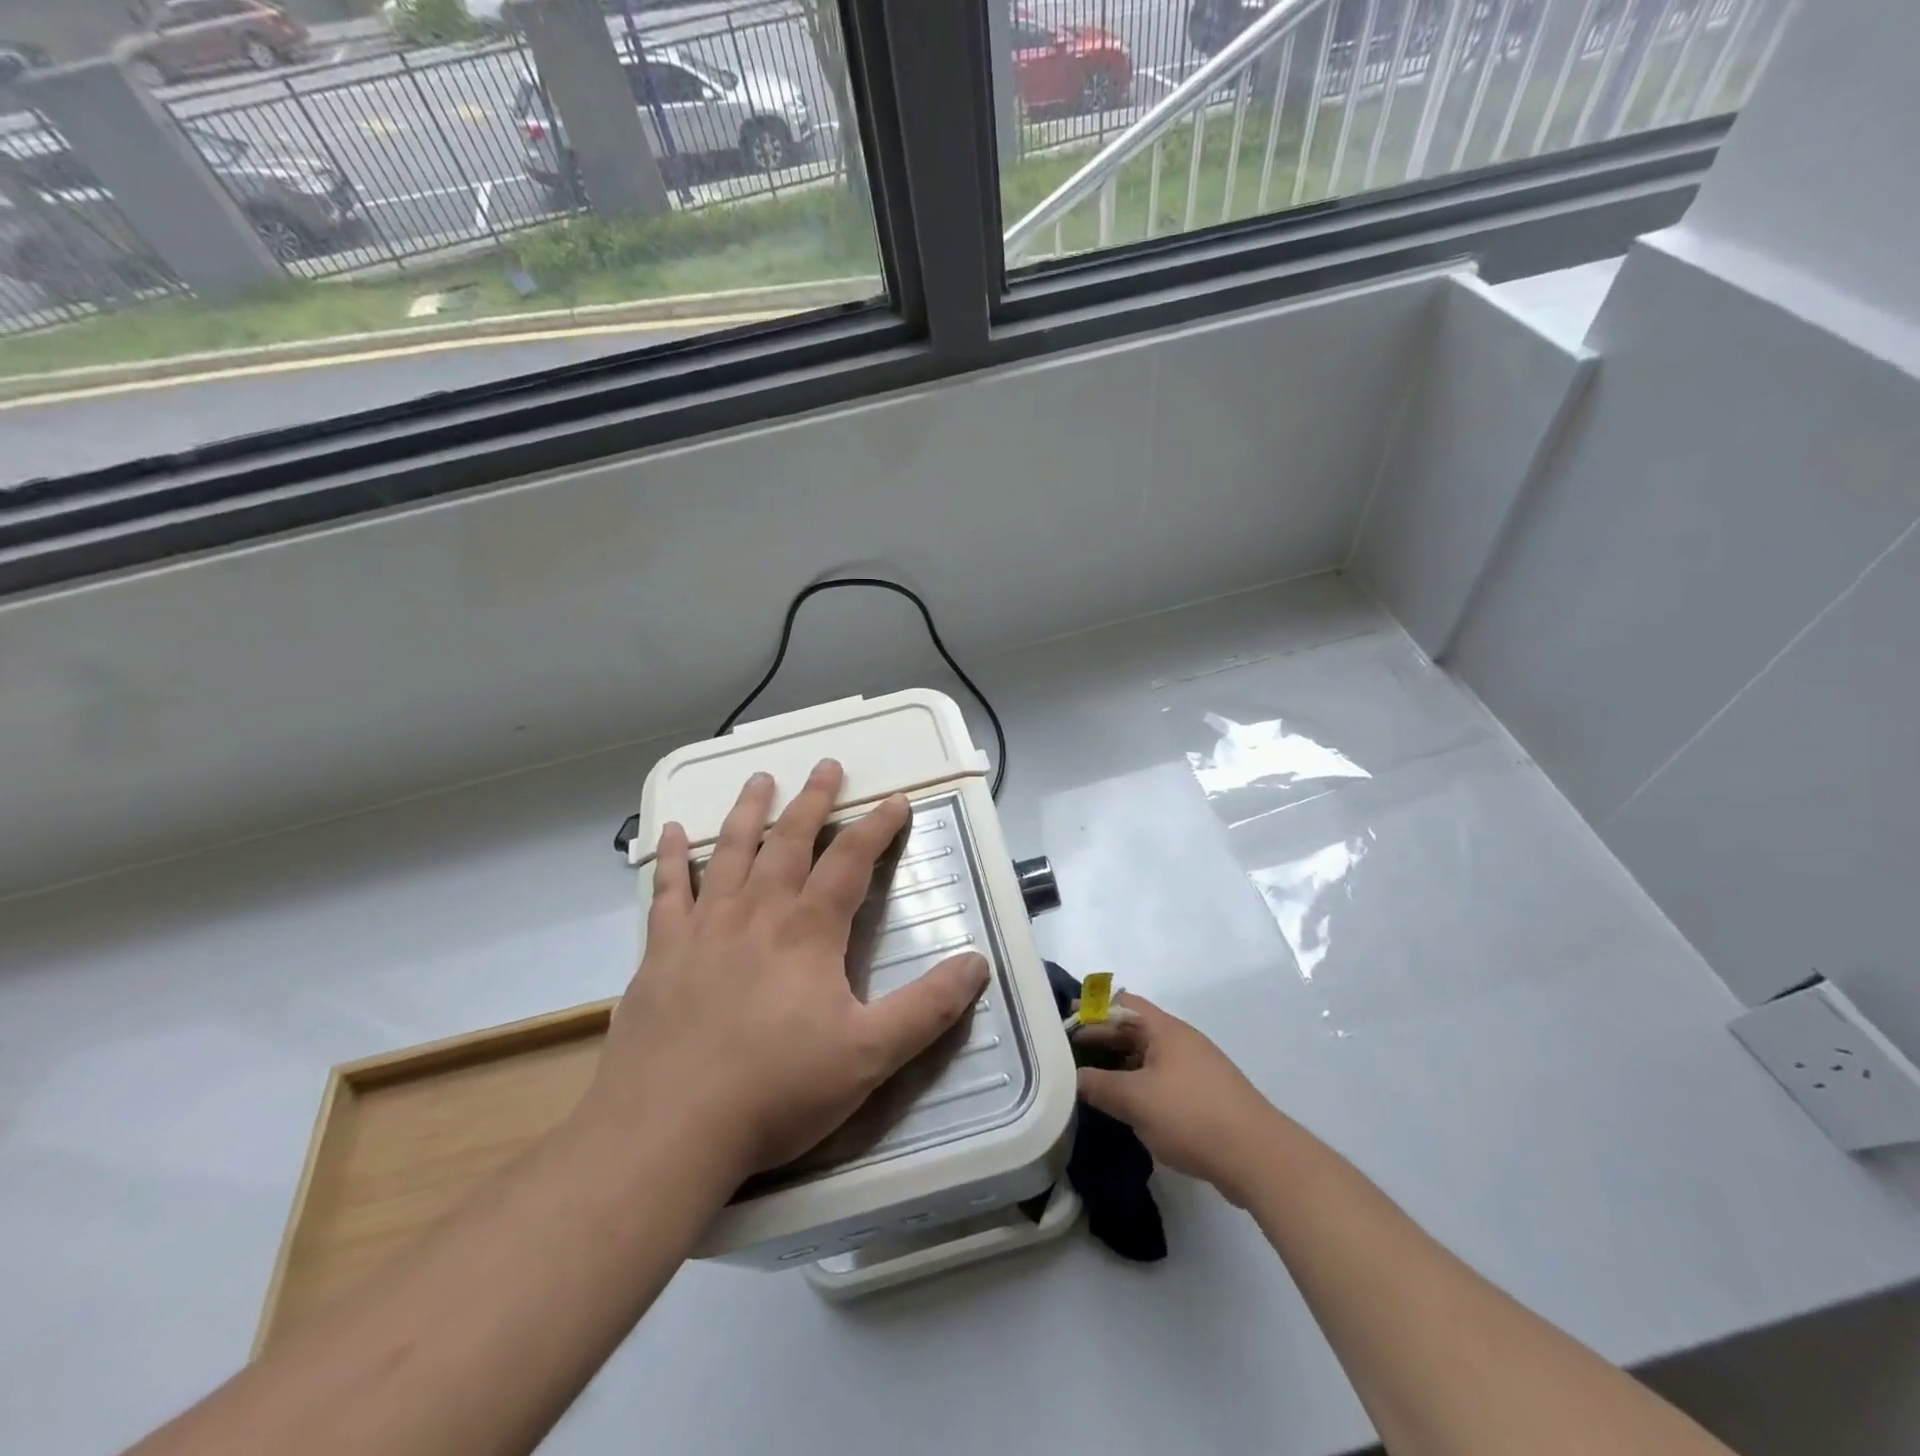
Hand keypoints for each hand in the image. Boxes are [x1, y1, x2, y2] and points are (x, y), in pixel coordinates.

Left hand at [585, 760, 990, 1182]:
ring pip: (730, 852)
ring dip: (748, 811)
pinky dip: (671, 858)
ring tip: (759, 778)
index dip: (877, 827)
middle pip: (790, 841)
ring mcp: (703, 928)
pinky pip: (667, 891)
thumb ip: (927, 1008)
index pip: (851, 862)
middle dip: (813, 801)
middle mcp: (756, 913)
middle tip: (826, 765)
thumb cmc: (776, 1090)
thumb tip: (978, 964)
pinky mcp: (660, 952)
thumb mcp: (869, 1055)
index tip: (895, 800)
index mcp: (808, 931)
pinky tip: (669, 833)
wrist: (667, 1130)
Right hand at [1075, 993, 1279, 1205]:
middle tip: (1069, 1057)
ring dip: (1119, 1067)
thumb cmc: (1191, 1115)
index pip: (1121, 1004)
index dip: (1091, 1011)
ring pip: (1146, 1058)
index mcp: (1164, 1030)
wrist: (1258, 1157)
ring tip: (1090, 1084)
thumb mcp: (1135, 1100)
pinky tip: (1125, 1109)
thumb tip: (1072, 1078)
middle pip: (1133, 1030)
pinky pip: (1160, 1081)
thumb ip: (1098, 1086)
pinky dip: (1138, 1087)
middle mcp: (1180, 1041)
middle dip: (1101, 1041)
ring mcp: (1194, 1069)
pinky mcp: (1203, 1097)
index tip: (1064, 1025)